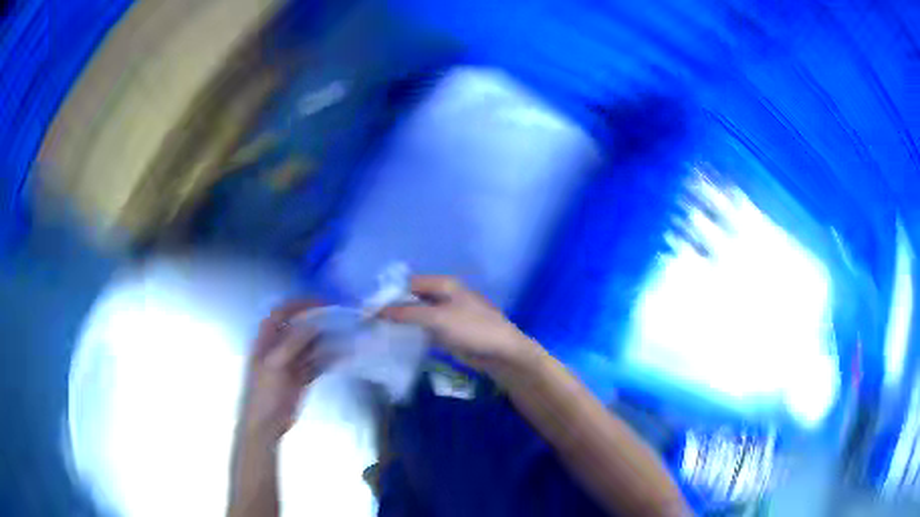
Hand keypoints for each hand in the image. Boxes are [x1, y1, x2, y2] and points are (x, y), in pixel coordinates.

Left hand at [238, 301, 332, 440]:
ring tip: (344, 336)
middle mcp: (279, 347)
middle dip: (317, 321)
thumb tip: (313, 325)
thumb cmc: (264, 392)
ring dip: (325, 340)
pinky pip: (316, 363)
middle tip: (339, 318)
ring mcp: (291, 363)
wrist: (266, 423)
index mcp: (266, 340)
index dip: (298, 304)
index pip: (281, 312)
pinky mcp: (301, 378)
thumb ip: (292, 343)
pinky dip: (328, 360)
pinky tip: (341, 357)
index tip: (320, 301)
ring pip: (310, 345)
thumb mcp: (274, 364)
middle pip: (298, 327)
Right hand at [380, 276, 539, 373]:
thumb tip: (377, 310)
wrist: (501, 353)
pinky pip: (425, 328)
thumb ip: (407, 313)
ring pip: (418, 314)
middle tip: (370, 321)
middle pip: (413, 298)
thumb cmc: (472, 329)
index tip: (369, 307)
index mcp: (444, 285)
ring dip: (402, 321)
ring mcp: (447, 315)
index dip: (389, 294)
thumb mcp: (437, 318)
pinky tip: (398, 340)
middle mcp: (444, 296)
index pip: (409, 284)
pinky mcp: (449, 332)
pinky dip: (413, 332)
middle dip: (394, 307)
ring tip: (378, 331)